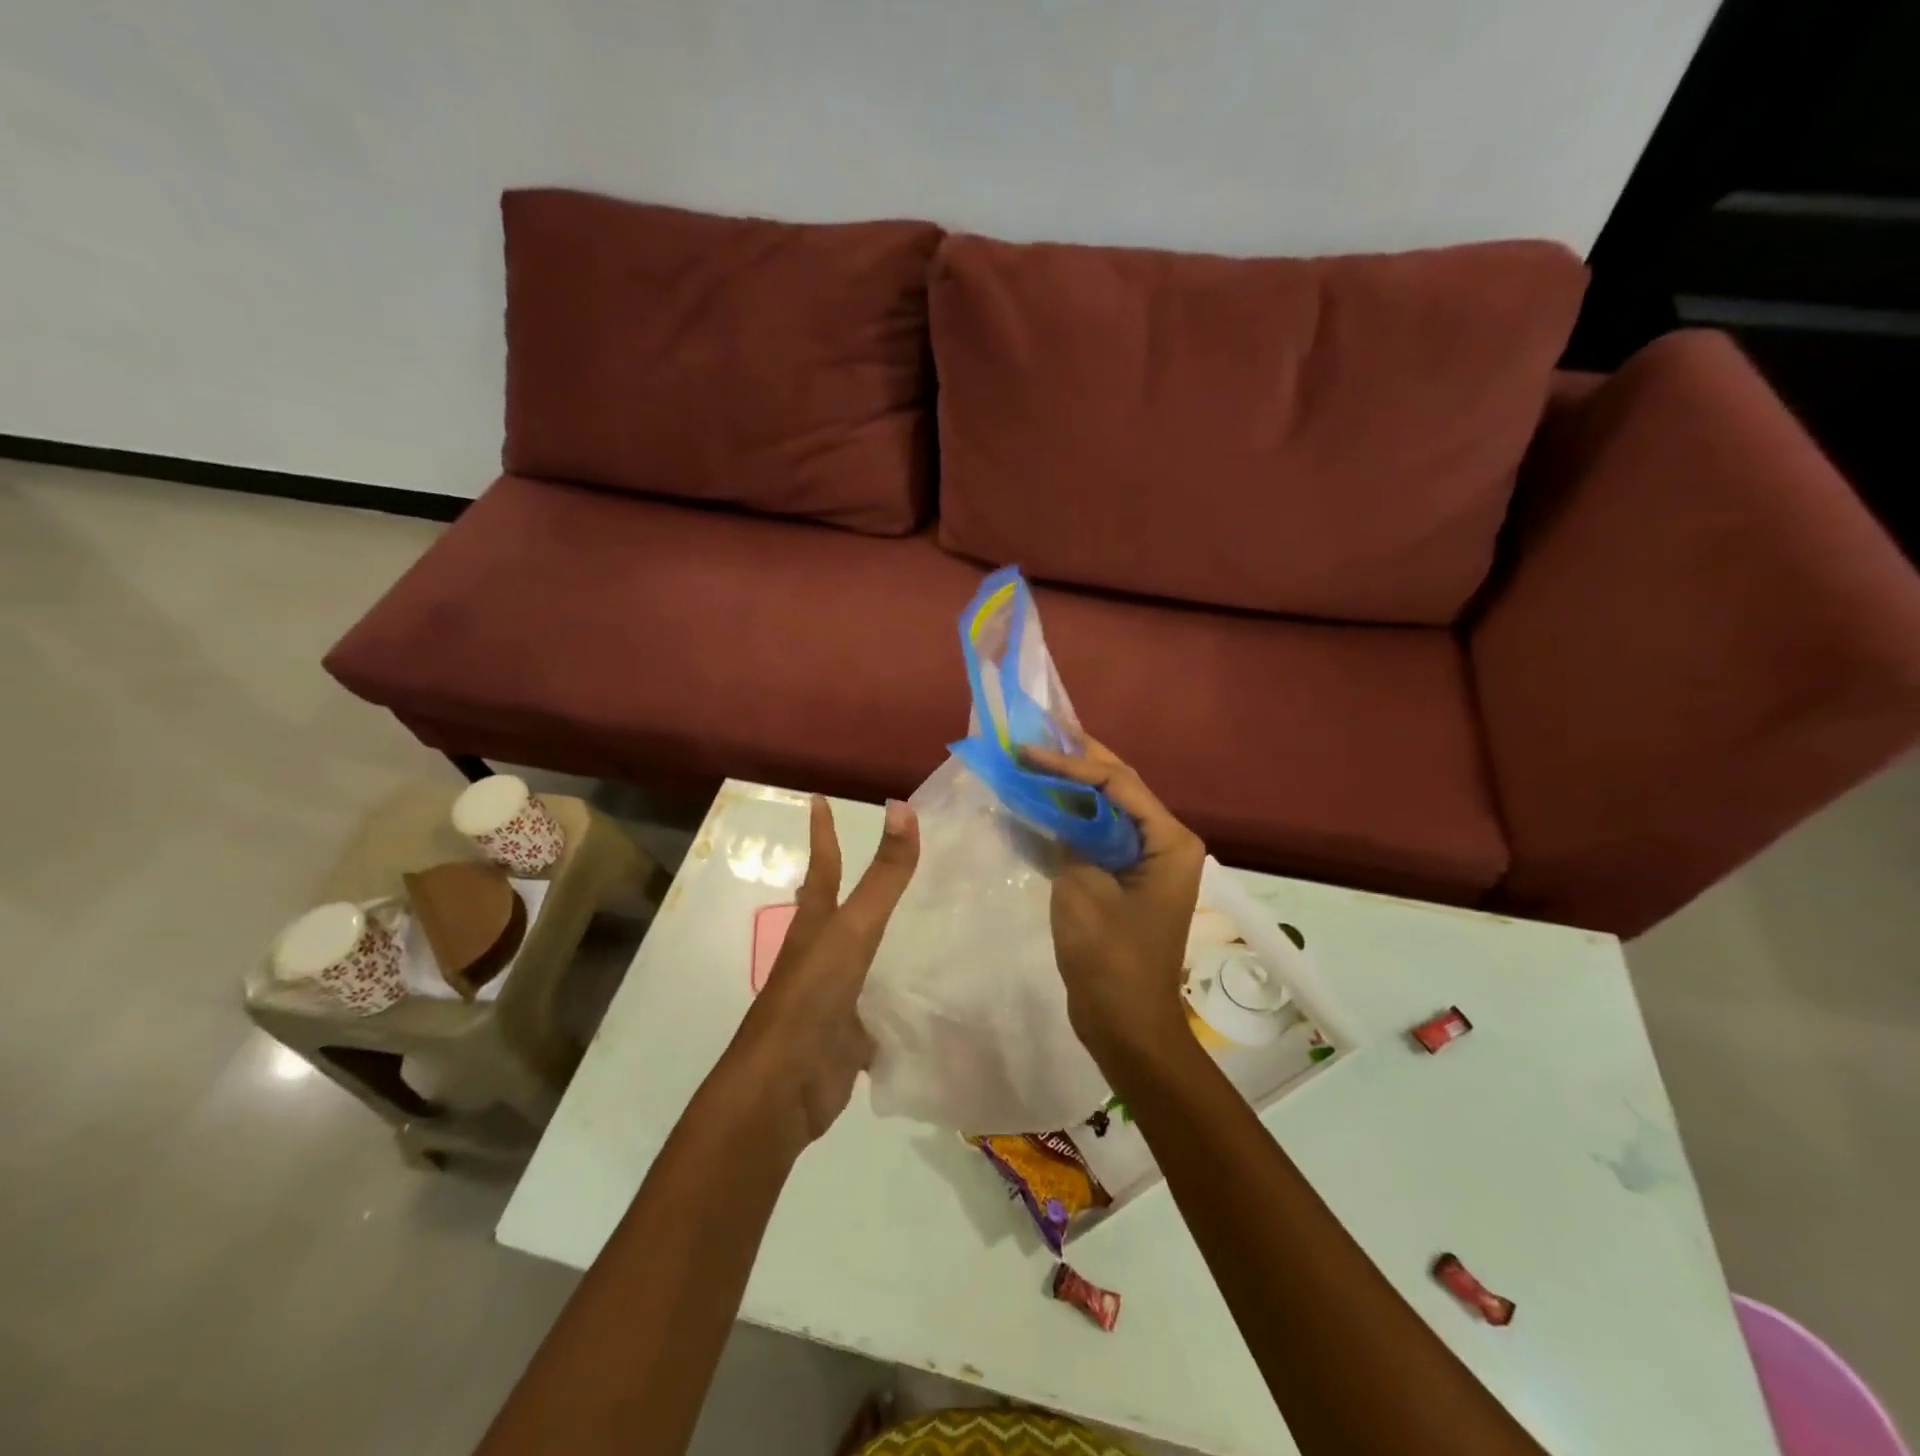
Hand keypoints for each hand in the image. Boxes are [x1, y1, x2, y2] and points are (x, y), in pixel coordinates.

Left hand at [722, 795, 919, 1151]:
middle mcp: (822, 954)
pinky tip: (930, 995)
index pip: (824, 865)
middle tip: (881, 861)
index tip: (819, 799)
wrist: (784, 1088)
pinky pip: (881, 1005)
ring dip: (882, 939)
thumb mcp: (853, 929)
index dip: (823, 831)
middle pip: (837, 910)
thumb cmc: (812, 997)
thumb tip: (901, 806)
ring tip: (918, 921)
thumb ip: (883, 876)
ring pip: (862, 957)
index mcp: (816, 925)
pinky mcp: (851, 1034)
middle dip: (852, 884)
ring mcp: (835, 995)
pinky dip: (901, 996)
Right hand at [1020, 736, 1204, 1074]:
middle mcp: (1164, 843)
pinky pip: (1097, 837)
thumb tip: (1051, 809)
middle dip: (1077, 760)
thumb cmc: (1111, 957)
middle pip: (1117, 787)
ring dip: (1070, 787)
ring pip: (1105, 810)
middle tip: (1038, 734)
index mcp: (1168, 841)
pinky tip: (1039, 804)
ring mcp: (1145, 862)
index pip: (1117, 782)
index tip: (1028, 750)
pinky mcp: (1124, 880)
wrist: (1125, 1024)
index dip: (1071, 762)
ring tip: (1035, 759)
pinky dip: (1069, 820)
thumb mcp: (1083, 889)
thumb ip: (1069, 838)